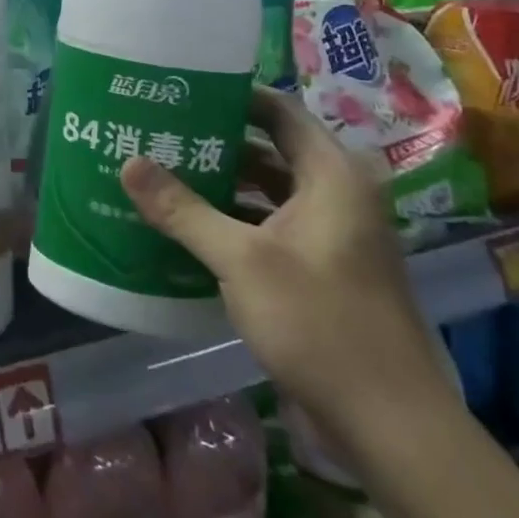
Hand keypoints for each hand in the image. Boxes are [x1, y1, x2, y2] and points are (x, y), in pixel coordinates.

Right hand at [118, 86, 453, 450]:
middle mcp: (338, 195)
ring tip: (163, 173)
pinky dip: (234, 220)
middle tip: (159, 132)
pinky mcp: (323, 270)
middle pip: (270, 150)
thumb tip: (128, 162)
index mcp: (333, 176)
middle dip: (215, 142)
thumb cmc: (320, 324)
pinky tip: (188, 227)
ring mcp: (333, 235)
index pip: (277, 112)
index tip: (179, 92)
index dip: (231, 97)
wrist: (390, 425)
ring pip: (268, 191)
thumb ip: (183, 210)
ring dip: (222, 184)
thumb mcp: (241, 261)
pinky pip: (271, 226)